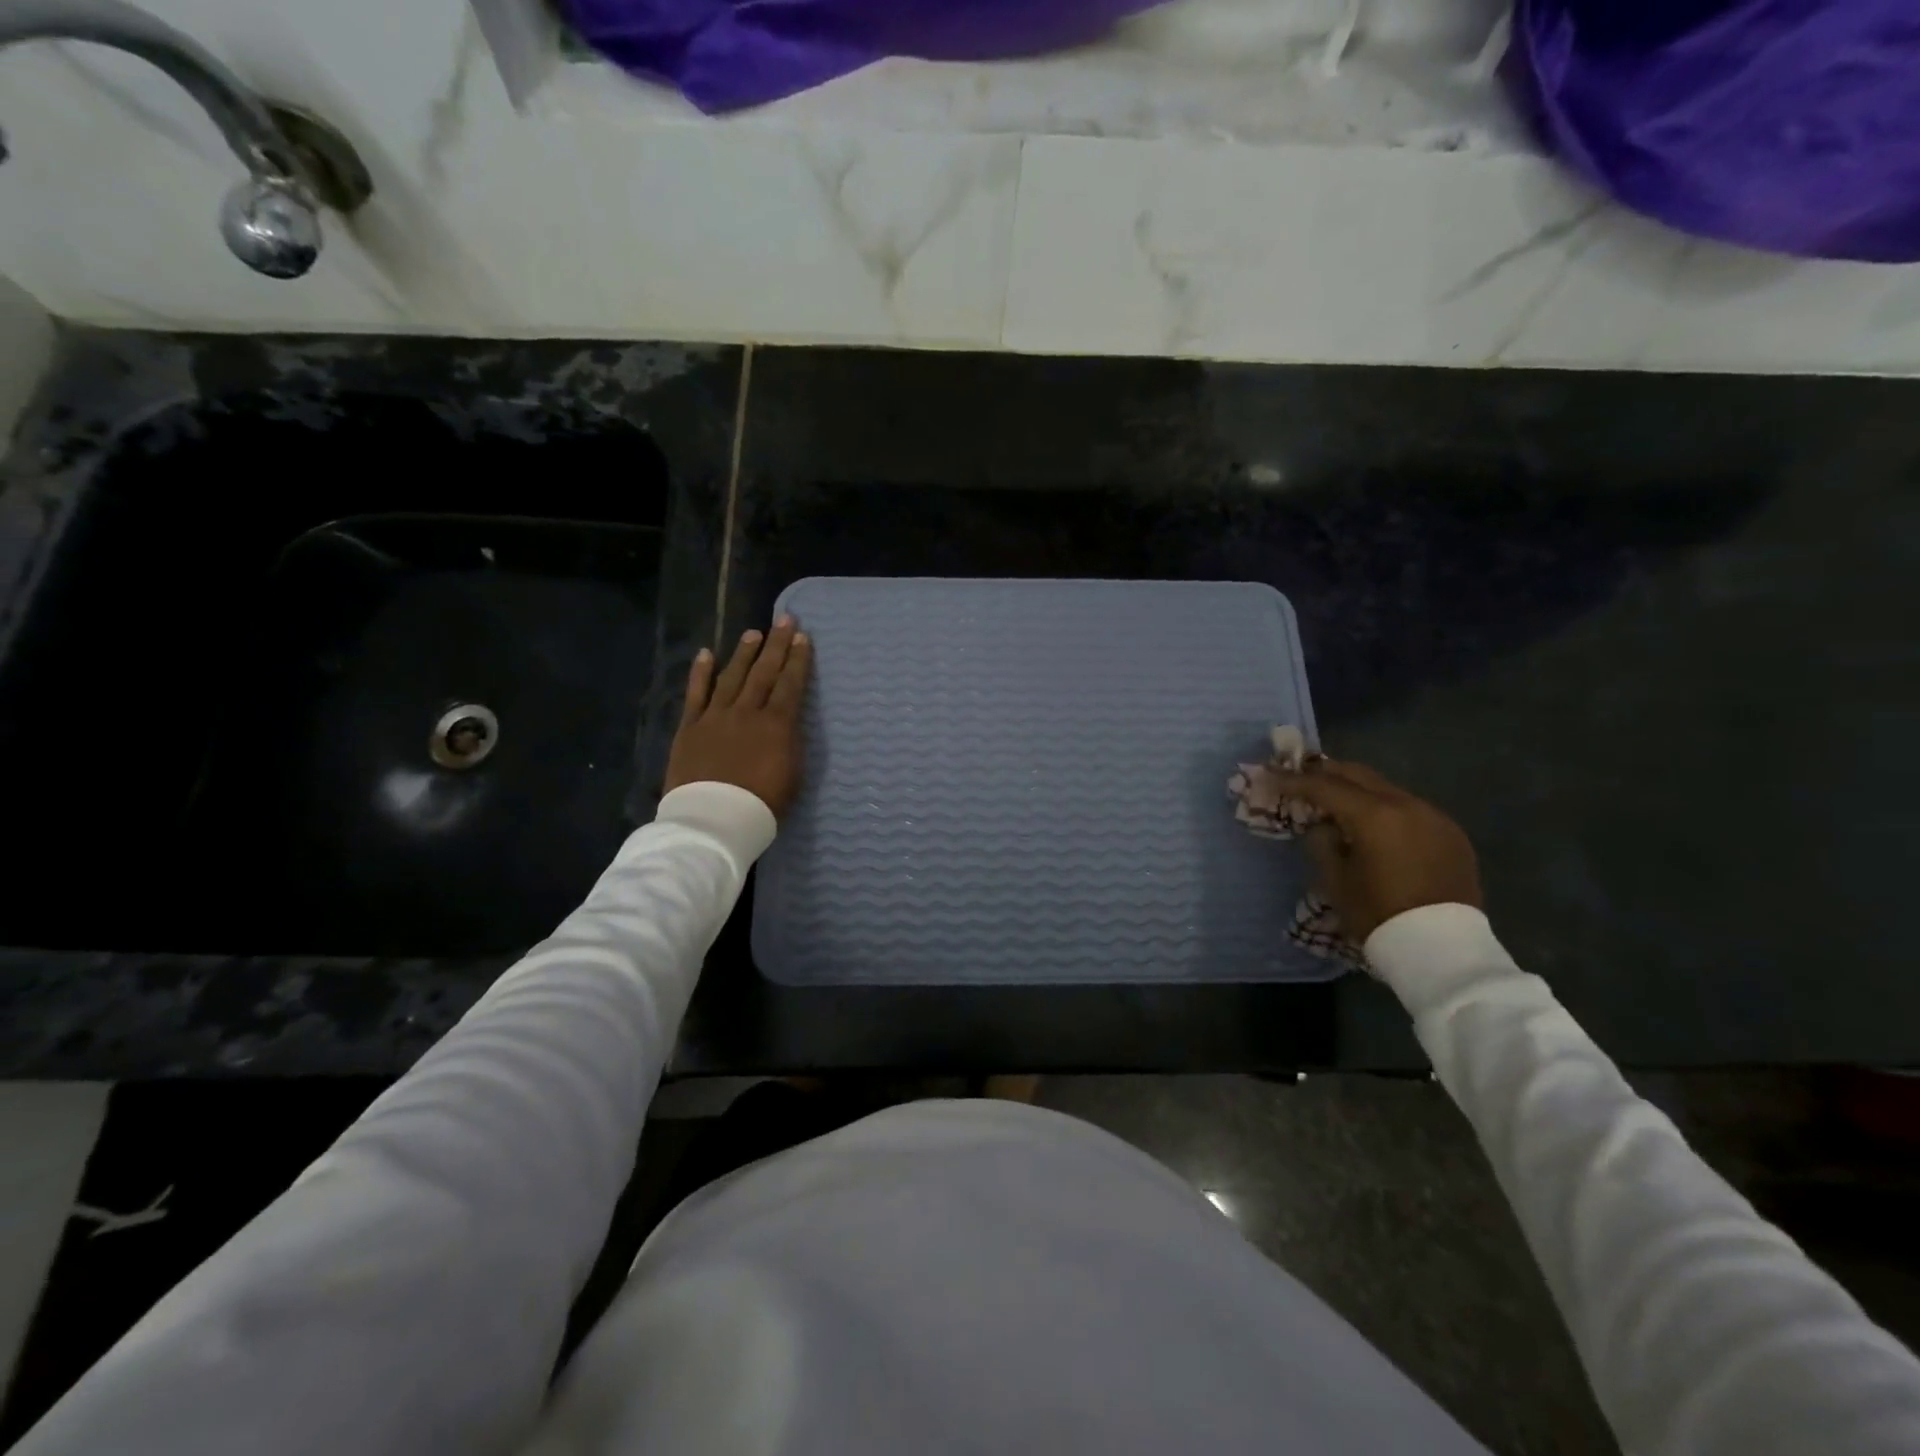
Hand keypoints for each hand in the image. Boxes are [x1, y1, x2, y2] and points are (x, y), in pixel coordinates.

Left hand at [664, 616, 812, 816]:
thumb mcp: (794, 774)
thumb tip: (788, 722)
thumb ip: (791, 742)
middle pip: (763, 672)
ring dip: (743, 653)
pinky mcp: (690, 727)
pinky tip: (705, 654)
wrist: (715, 819)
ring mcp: (715, 716)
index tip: (803, 637)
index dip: (797, 660)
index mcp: (777, 724)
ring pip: (731, 676)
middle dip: (775, 645)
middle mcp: (747, 712)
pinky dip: (700, 673)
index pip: (790, 684)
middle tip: (784, 620)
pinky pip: (696, 694)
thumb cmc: (763, 804)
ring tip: (753, 633)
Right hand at [1269, 758, 1481, 943]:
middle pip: (1358, 775)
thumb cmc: (1379, 915)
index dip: (1293, 780)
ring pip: (1386, 789)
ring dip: (1358, 789)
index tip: (1269, 776)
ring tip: (1336, 798)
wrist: (1443, 949)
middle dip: (1326, 772)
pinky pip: (1411, 809)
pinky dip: (1385, 809)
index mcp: (1374, 816)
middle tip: (1300, 774)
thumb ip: (1322, 843)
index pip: (1324, 787)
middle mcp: (1407, 805)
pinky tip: (1375, 825)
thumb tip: (1326, 826)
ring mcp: (1434, 817)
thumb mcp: (1335, 880)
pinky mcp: (1452, 834)